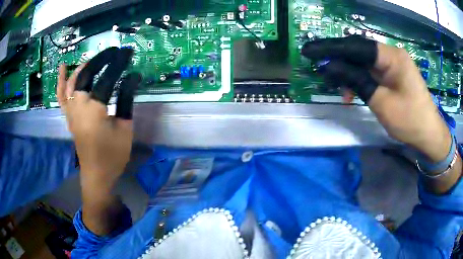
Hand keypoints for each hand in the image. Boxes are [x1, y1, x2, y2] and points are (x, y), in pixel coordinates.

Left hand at [57, 47, 140, 190]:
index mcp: (94, 110)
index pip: (107, 78)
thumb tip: (133, 77)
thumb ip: (126, 100)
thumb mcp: (125, 128)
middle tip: (114, 52)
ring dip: (83, 67)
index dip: (118, 63)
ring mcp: (70, 111)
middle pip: (86, 74)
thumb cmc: (112, 155)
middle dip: (100, 59)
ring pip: (71, 81)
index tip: (128, 52)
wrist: (96, 174)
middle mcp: (78, 106)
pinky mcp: (68, 116)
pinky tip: (62, 68)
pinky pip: (61, 95)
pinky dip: (61, 80)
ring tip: (94, 58)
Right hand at [302, 36, 450, 162]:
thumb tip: (330, 66)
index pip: (356, 46)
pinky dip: (360, 80)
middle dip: (339, 61)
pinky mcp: (393, 75)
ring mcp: (393, 65)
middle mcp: (392, 55)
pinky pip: (372, 72)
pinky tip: (353, 92)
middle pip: (359, 51)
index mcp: (392, 56)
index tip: (310, 51)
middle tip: (321, 71)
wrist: (429, 135)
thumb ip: (357, 81)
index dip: (332, 48)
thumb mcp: (381, 102)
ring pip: (364, 62)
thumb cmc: (410, 121)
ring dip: (349, 74)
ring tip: (340, 90)